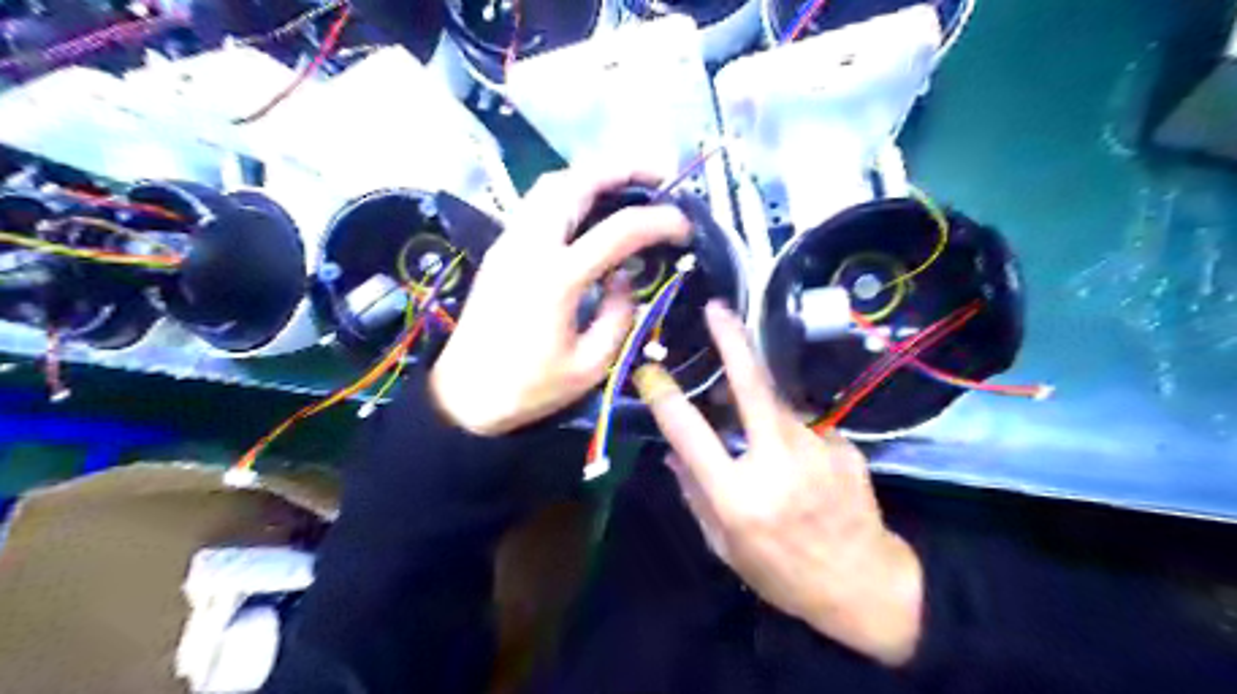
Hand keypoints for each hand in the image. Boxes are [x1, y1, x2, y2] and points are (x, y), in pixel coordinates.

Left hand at [431, 165, 685, 433]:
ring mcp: (510, 242)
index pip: (619, 230)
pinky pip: (537, 203)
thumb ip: (619, 316)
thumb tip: (624, 279)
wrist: (463, 396)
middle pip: (576, 182)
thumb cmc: (528, 388)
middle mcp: (530, 246)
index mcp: (557, 278)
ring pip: (551, 184)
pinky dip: (570, 193)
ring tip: (627, 187)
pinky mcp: (501, 249)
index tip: (685, 226)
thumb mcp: (590, 366)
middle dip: (623, 168)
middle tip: (659, 177)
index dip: (660, 221)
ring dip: (593, 176)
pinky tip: (591, 212)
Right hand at [633, 302, 920, 667]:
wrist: (864, 584)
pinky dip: (790, 435)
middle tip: (717, 309)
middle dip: (731, 342)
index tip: (650, 372)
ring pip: (776, 405)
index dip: (664, 396)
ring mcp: (815, 448)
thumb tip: (671, 451)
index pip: (689, 432)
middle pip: (750, 387)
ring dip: (760, 405)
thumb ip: (695, 494)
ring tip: (756, 433)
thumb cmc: (783, 573)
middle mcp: (776, 461)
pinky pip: (802, 426)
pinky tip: (801, 467)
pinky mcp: (841, 444)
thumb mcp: (725, 546)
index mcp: (737, 495)